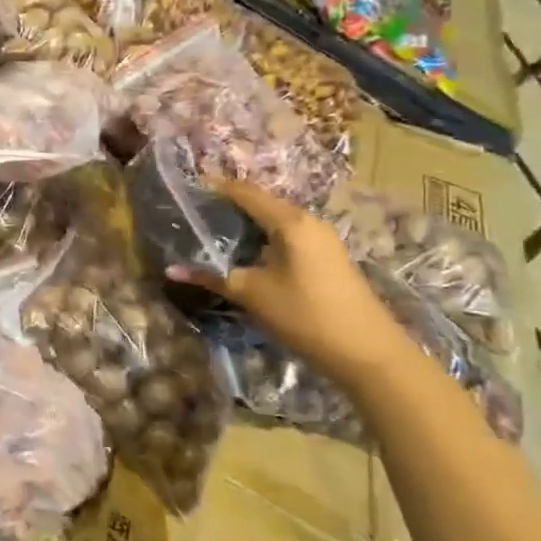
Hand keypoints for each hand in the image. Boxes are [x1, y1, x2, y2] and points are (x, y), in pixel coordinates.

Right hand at [170, 178, 417, 386]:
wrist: (368, 353)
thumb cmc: (306, 315)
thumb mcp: (252, 294)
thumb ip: (211, 276)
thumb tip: (171, 269)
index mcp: (290, 221)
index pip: (245, 192)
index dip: (215, 187)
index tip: (188, 188)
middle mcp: (308, 221)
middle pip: (261, 204)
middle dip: (228, 206)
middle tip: (195, 214)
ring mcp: (321, 240)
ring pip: (275, 221)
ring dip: (246, 225)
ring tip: (213, 233)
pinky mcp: (327, 258)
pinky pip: (287, 236)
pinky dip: (262, 238)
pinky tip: (245, 254)